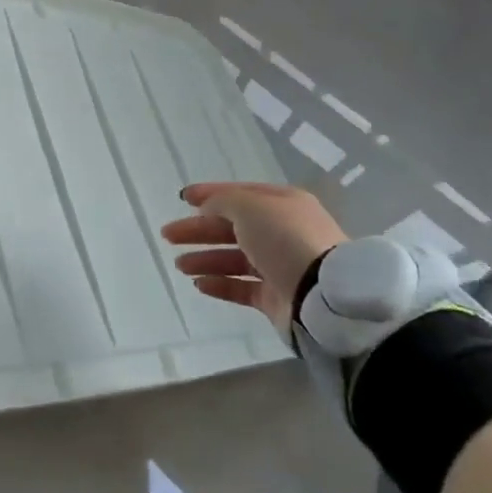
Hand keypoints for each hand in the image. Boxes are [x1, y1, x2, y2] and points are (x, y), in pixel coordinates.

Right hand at [163, 182, 347, 337]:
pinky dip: (220, 284)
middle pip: (232, 227)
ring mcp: (279, 266)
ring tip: (179, 265)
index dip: (210, 194)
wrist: (323, 296)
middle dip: (199, 230)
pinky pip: (242, 287)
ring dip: (205, 258)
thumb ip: (223, 202)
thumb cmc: (285, 239)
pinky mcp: (276, 298)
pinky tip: (198, 284)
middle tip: (168, 235)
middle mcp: (282, 232)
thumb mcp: (250, 207)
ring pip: (234, 259)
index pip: (240, 194)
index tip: (182, 198)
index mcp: (282, 204)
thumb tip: (207, 208)